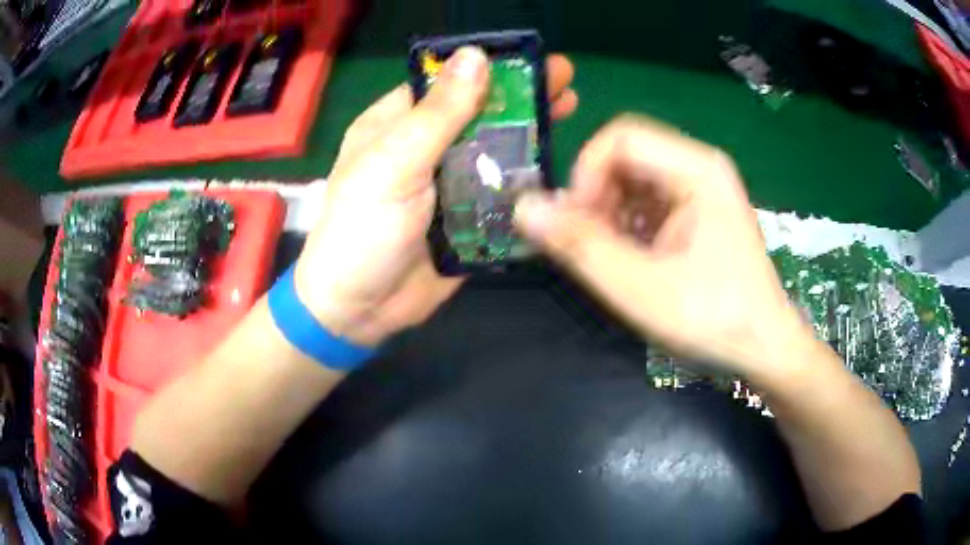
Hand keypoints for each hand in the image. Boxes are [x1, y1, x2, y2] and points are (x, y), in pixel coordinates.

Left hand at [295, 47, 577, 345]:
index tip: (528, 59)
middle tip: (563, 82)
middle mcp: (425, 148)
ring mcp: (448, 183)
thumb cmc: (362, 230)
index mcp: (397, 126)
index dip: (485, 69)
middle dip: (519, 96)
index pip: (446, 84)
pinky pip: (502, 190)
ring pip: (494, 149)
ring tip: (570, 111)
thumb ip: (438, 114)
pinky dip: (527, 178)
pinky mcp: (468, 217)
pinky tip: (558, 163)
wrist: (360, 309)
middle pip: (478, 113)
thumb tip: (475, 56)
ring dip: (530, 132)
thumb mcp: (394, 164)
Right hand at [514, 115, 809, 375]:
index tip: (575, 224)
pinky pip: (648, 201)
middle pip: (626, 156)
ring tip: (609, 259)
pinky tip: (630, 261)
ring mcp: (702, 190)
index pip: (620, 137)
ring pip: (633, 180)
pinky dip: (627, 226)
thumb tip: (523, 208)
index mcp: (697, 170)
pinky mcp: (698, 213)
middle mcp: (700, 168)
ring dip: (608, 214)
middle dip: (595, 197)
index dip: (585, 174)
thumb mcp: (642, 289)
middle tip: (587, 246)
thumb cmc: (714, 321)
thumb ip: (581, 247)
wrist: (764, 349)